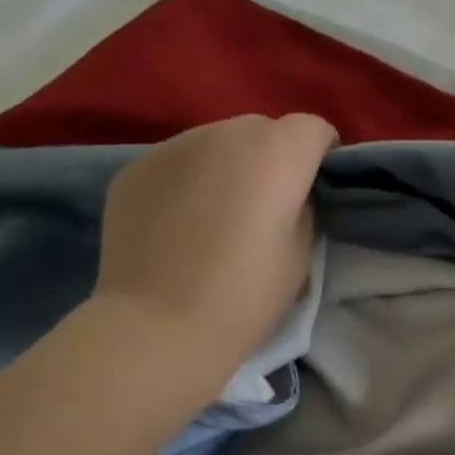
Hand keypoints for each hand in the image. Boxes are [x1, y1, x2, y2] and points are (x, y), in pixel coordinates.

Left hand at [93, 112, 336, 378]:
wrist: (160, 326)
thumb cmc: (246, 297)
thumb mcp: (301, 253)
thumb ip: (301, 206)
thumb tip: (287, 192)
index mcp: (275, 153)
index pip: (313, 128)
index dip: (320, 154)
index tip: (315, 186)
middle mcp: (223, 133)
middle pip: (261, 129)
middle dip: (272, 156)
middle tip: (265, 203)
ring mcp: (172, 146)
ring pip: (214, 143)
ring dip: (226, 167)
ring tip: (217, 214)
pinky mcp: (134, 168)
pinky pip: (176, 164)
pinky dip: (187, 182)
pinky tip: (179, 223)